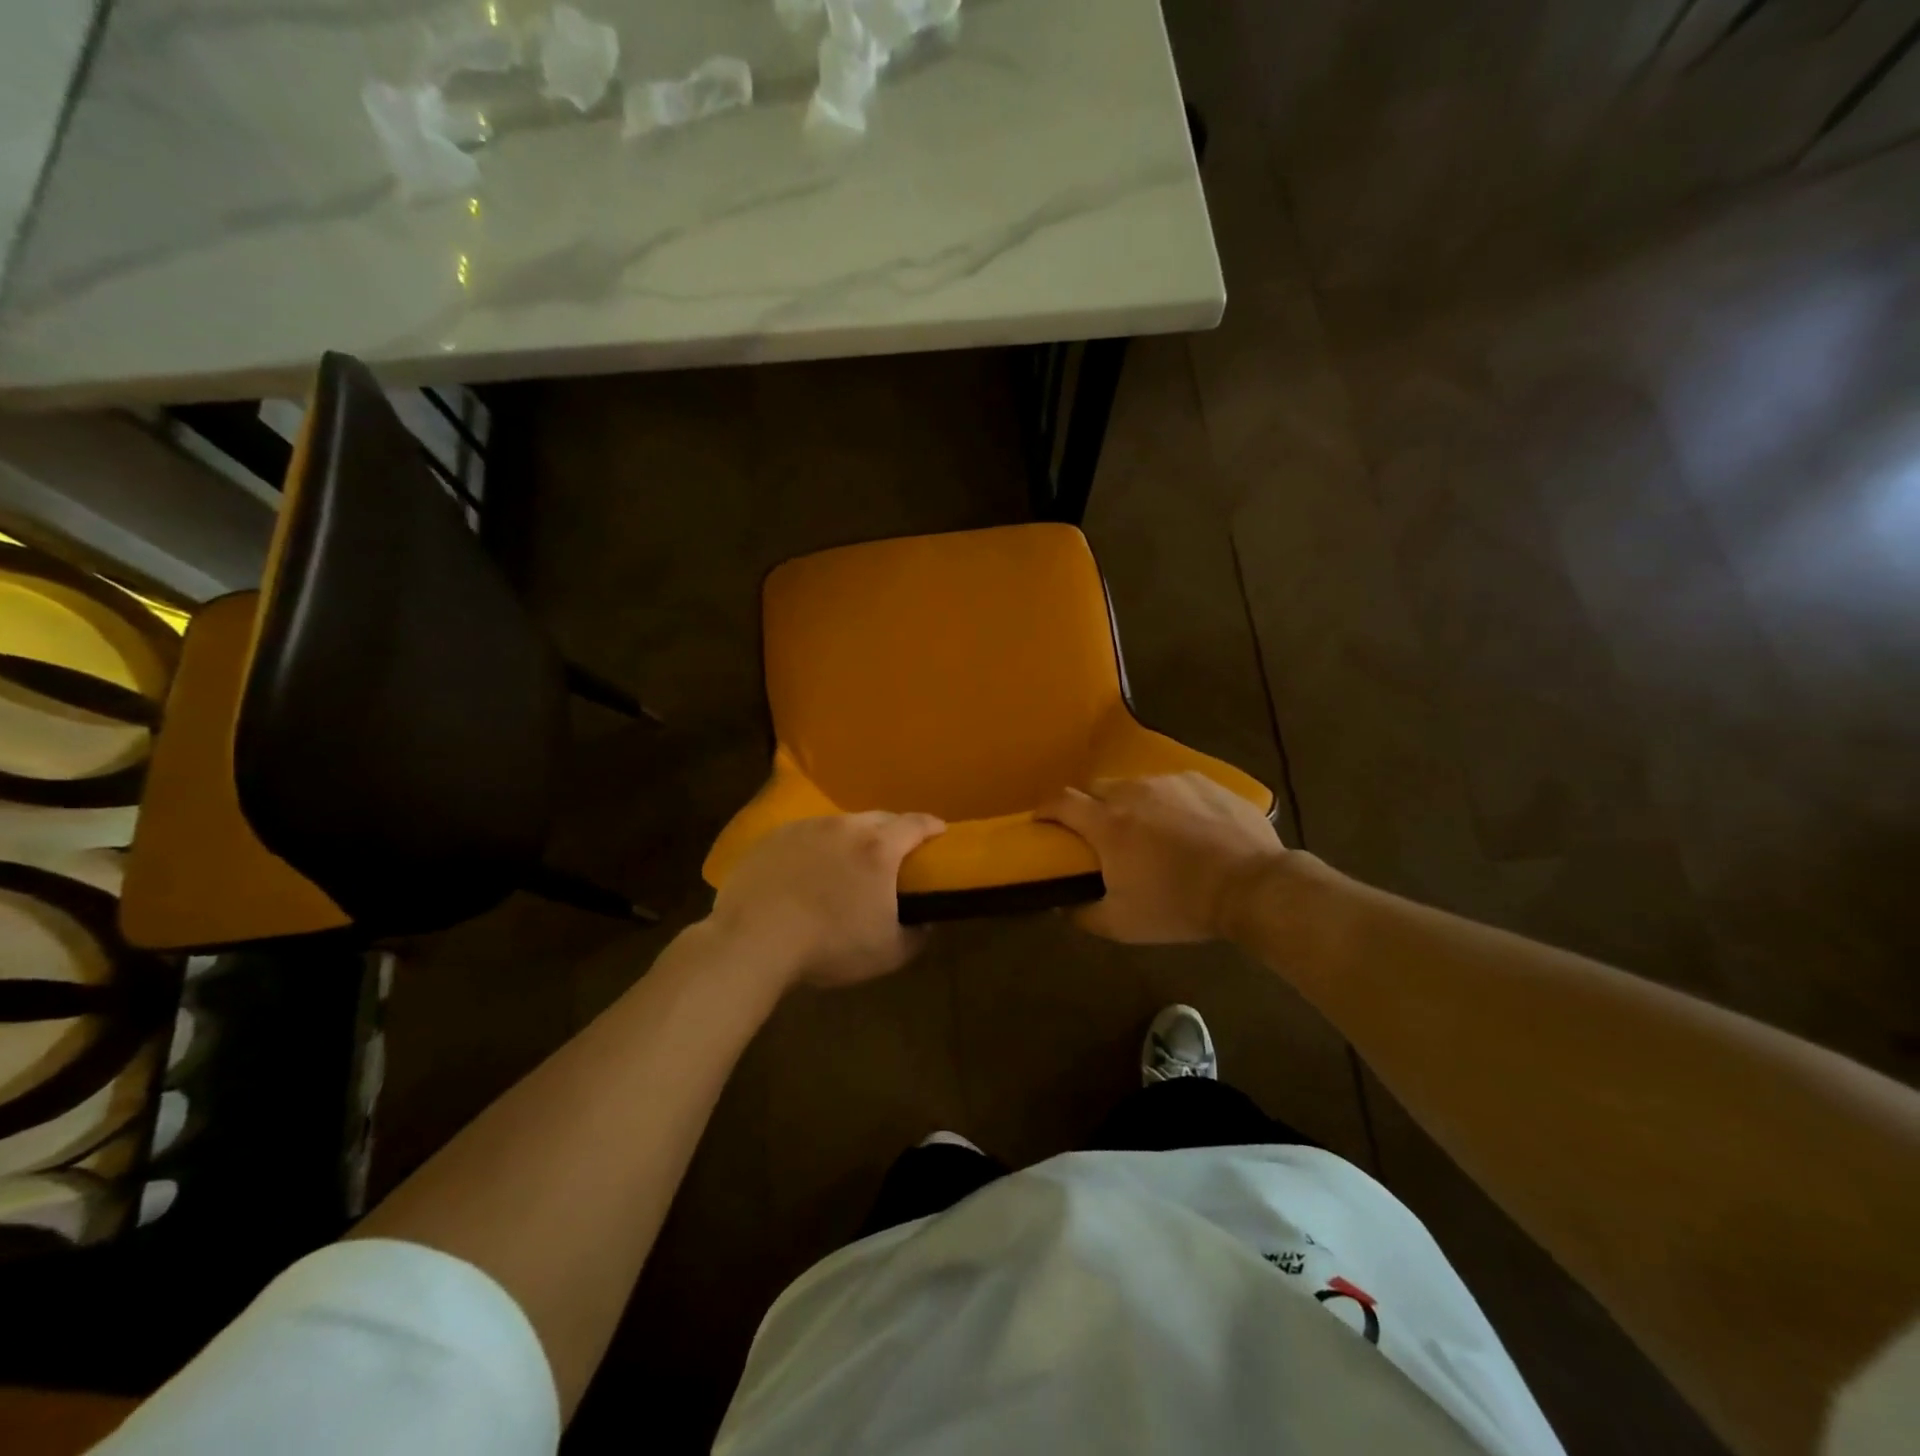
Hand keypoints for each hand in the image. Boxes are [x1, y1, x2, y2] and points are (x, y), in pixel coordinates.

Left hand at [709, 812, 945, 989]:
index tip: (939, 832)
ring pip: (841, 824)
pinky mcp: (774, 837)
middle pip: (879, 818)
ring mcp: (806, 828)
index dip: (931, 826)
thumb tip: (925, 924)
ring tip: (848, 861)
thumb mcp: (887, 953)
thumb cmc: (828, 946)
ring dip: (852, 837)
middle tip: (896, 851)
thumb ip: (916, 936)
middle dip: (894, 829)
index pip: (915, 824)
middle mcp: (845, 828)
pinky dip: (816, 846)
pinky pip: (806, 834)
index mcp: (878, 849)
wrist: (752, 941)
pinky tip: (808, 869)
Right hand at [1037, 773, 1284, 942]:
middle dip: (1089, 806)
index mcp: (1107, 823)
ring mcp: (1170, 782)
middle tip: (1099, 832)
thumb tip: (1062, 907)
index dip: (1045, 809)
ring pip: (1136, 785)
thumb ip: (1083, 915)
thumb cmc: (1180, 905)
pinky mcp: (1203, 780)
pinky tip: (1186, 825)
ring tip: (1149, 830)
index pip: (1061, 802)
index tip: (1041, 821)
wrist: (1252, 886)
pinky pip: (1173, 785)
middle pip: (1096, 788)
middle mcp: (1133, 792)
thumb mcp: (1123, 925)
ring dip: (1131, 803)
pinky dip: (1168, 802)